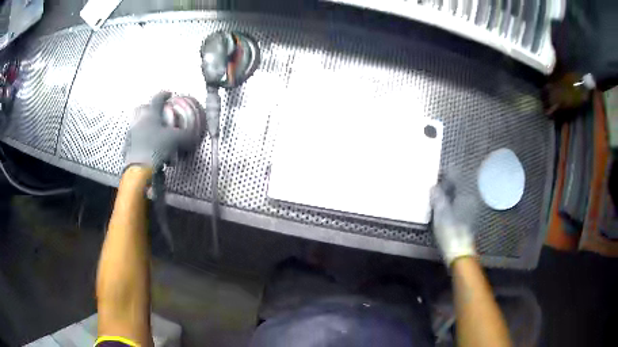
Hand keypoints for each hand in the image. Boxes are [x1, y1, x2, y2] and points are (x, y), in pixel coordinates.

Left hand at [123, 92, 191, 171]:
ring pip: (137, 125)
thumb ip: (186, 136)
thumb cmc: (156, 149)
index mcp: (151, 115)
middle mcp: (139, 122)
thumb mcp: (177, 140)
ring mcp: (131, 135)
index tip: (168, 94)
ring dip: (144, 127)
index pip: (157, 99)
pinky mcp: (127, 148)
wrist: (140, 169)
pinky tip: (146, 151)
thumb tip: (194, 136)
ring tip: (153, 136)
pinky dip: (139, 143)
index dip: (164, 95)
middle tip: (156, 114)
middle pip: (142, 109)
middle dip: (149, 109)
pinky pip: (133, 142)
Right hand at [430, 180, 476, 266]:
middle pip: (460, 185)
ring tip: (440, 190)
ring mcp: (469, 210)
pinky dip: (452, 200)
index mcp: (465, 196)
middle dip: (450, 181)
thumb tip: (434, 186)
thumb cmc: (451, 231)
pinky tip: (445, 204)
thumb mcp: (442, 213)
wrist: (460, 252)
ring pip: (459, 194)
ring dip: (451, 191)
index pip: (457, 177)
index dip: (448, 172)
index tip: (441, 170)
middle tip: (439, 178)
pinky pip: (459, 203)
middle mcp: (470, 199)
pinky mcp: (467, 219)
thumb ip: (438, 198)